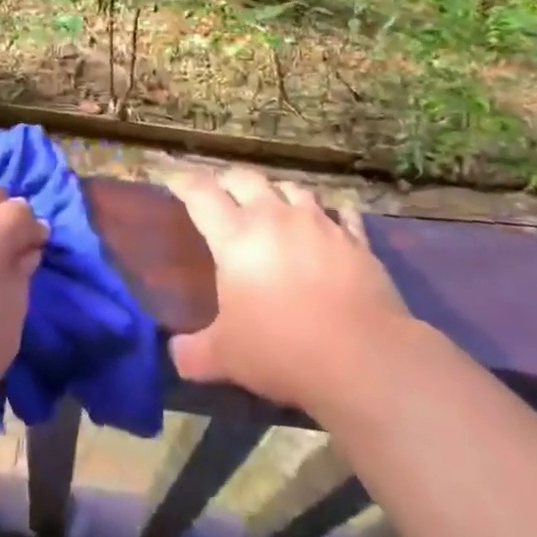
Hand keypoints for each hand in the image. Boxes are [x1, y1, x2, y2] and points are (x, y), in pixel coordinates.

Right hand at [167, 168, 414, 416]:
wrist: (363, 357)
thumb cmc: (282, 350)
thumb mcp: (226, 357)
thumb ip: (194, 352)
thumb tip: (175, 354)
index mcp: (236, 236)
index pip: (201, 193)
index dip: (183, 182)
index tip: (174, 180)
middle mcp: (274, 217)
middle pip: (245, 178)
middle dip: (228, 180)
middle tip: (221, 192)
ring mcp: (319, 223)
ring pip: (292, 188)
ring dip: (277, 193)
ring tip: (273, 205)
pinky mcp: (355, 239)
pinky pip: (341, 213)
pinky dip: (331, 213)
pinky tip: (332, 221)